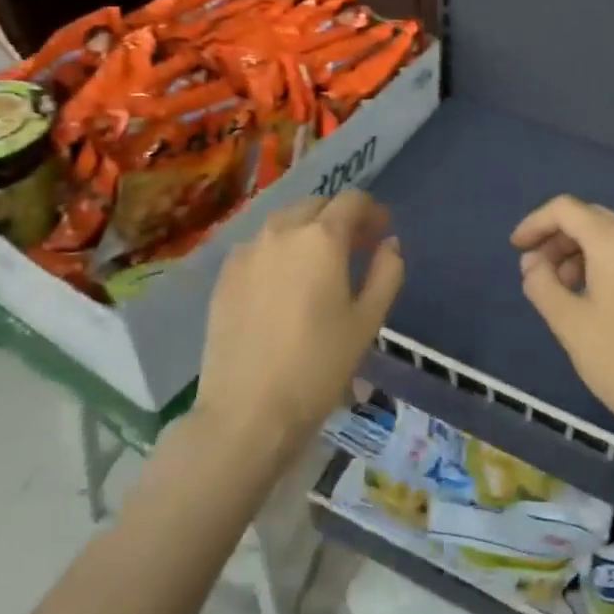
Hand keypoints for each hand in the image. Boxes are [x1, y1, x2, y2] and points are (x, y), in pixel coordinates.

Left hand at [198, 190, 404, 453]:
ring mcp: (247, 251)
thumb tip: (390, 243)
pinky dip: (278, 250)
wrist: (247, 411)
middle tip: (355, 247)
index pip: (352, 201)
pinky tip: (282, 282)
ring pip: (284, 222)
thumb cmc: (318, 367)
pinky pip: (258, 246)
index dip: (372, 210)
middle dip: (339, 217)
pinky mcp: (224, 275)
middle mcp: (282, 231)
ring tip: (318, 263)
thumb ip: (387, 272)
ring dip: (307, 230)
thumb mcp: (367, 321)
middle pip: (316, 205)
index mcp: (322, 238)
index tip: (382, 231)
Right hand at [512, 196, 613, 452]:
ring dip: (580, 252)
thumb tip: (533, 263)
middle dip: (557, 239)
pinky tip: (593, 298)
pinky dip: (604, 263)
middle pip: (591, 218)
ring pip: (612, 237)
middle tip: (535, 272)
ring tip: (562, 290)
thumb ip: (542, 284)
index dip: (535, 223)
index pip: (566, 209)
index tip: (515, 250)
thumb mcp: (570, 324)